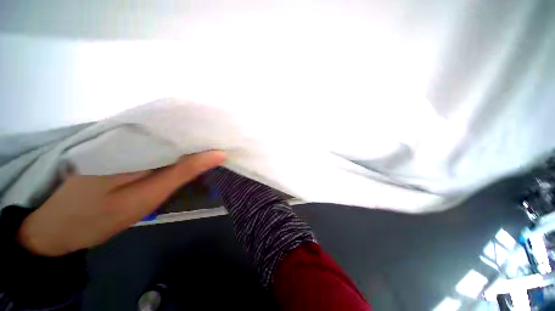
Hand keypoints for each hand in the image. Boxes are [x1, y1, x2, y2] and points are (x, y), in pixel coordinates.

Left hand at [16, 151, 225, 256]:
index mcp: (137, 141)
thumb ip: (182, 171)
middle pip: (178, 130)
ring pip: (170, 138)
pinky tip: (192, 154)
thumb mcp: (146, 196)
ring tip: (216, 145)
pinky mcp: (126, 153)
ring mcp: (127, 143)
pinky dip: (178, 150)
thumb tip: (217, 154)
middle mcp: (132, 135)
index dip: (206, 131)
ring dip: (193, 143)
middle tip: (227, 140)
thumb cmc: (97, 217)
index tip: (227, 134)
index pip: (182, 128)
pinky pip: (159, 147)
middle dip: (203, 136)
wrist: (57, 229)